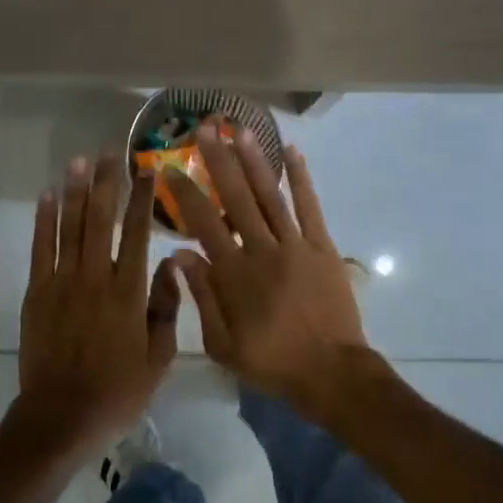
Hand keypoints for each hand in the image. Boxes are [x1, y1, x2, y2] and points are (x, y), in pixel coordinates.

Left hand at [14, 151, 178, 455]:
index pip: (138, 232)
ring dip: (75, 191)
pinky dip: (44, 220)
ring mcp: (62, 282)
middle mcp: (95, 277)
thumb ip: (167, 307)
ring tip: (80, 161)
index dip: (142, 198)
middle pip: (100, 219)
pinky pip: (40, 248)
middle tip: (109, 152)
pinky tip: (48, 196)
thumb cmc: (118, 390)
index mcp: (129, 291)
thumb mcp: (160, 357)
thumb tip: (172, 264)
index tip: (146, 170)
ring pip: (69, 226)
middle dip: (106, 182)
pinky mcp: (37, 293)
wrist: (62, 416)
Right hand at [166, 127, 369, 418]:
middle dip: (219, 160)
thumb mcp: (223, 344)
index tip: (170, 168)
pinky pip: (310, 207)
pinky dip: (302, 179)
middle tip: (205, 129)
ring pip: (271, 195)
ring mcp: (296, 245)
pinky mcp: (323, 247)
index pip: (204, 223)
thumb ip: (202, 296)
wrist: (332, 373)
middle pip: (237, 197)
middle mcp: (263, 250)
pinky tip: (292, 153)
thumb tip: (179, 254)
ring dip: (255, 160)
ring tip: (240, 130)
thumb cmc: (272, 362)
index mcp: (235, 274)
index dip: (185, 193)